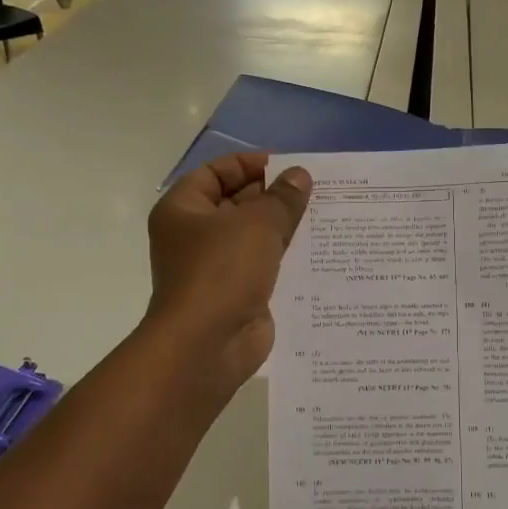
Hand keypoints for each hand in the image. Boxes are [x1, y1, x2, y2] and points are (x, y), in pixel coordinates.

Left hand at [146, 152, 311, 392]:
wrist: (208, 344)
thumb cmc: (222, 271)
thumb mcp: (258, 224)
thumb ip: (282, 198)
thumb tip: (301, 175)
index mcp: (183, 210)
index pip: (214, 172)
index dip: (249, 164)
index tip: (286, 165)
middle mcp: (194, 236)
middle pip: (235, 203)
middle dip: (273, 196)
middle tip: (315, 189)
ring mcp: (215, 268)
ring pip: (253, 237)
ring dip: (284, 227)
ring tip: (324, 215)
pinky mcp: (237, 294)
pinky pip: (264, 267)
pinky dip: (286, 258)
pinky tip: (318, 251)